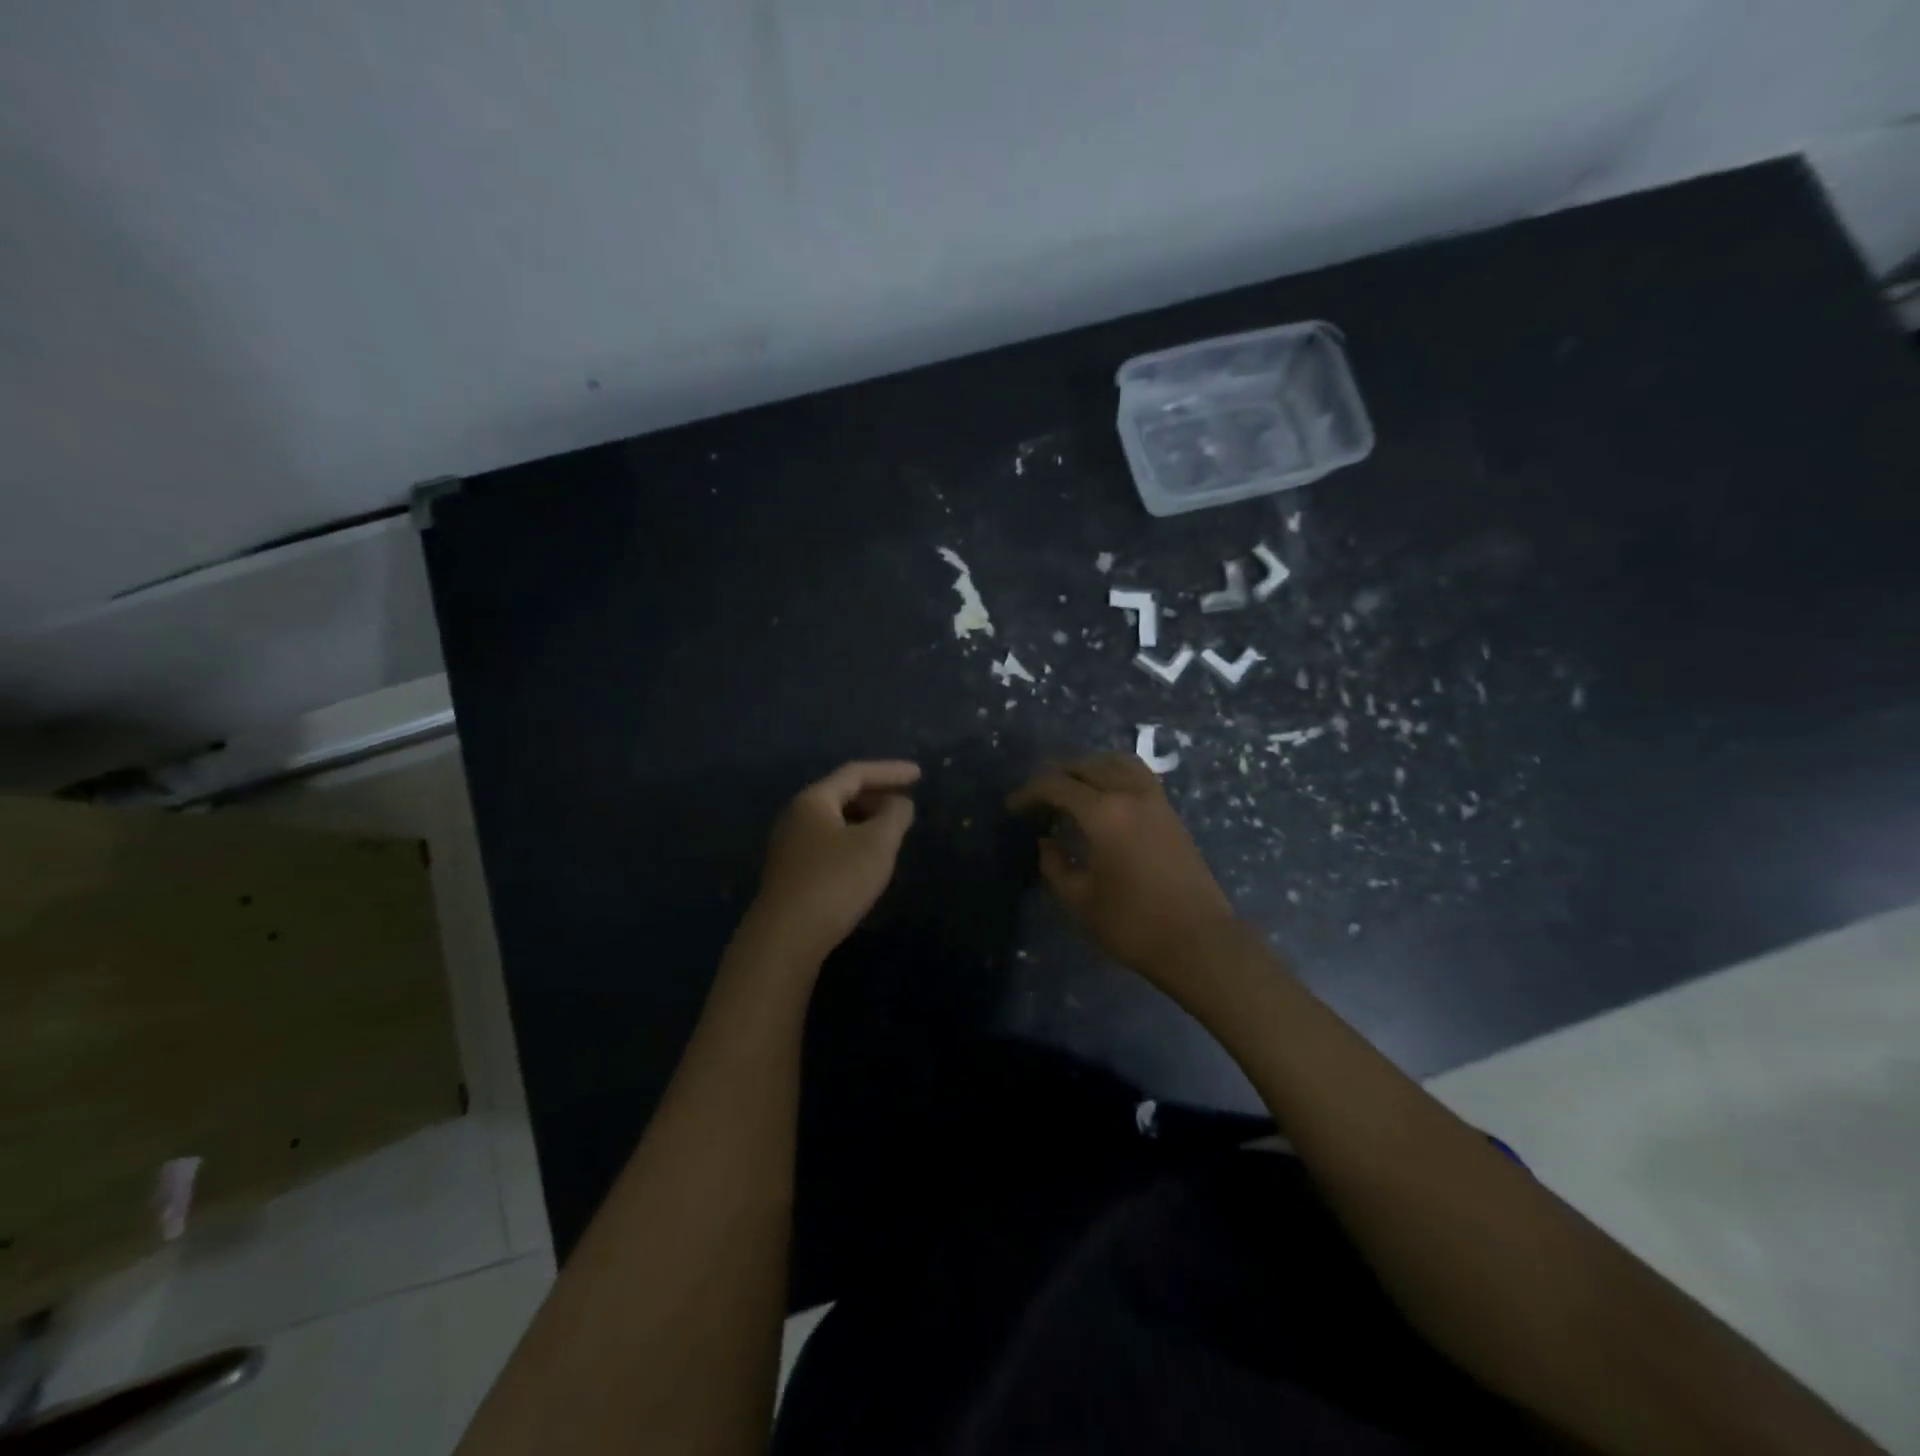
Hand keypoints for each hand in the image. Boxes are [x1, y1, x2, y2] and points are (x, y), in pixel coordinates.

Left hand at [745, 760, 920, 964]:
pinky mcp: (790, 872)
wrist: (786, 936)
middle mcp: (795, 815)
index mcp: (814, 800)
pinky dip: (852, 841)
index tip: (919, 775)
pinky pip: (827, 843)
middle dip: (877, 795)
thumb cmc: (835, 881)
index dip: (890, 771)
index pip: (856, 773)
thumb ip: (894, 815)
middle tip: (905, 805)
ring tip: (891, 832)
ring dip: (865, 820)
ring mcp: (789, 845)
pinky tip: (866, 861)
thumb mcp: (876, 844)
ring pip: (834, 821)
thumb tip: (899, 803)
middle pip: (841, 794)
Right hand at [1008, 753, 1235, 987]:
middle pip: (1086, 765)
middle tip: (1037, 800)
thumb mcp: (1079, 900)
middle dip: (1056, 777)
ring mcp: (1155, 800)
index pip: (1056, 785)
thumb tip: (1048, 842)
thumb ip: (1055, 866)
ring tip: (1071, 791)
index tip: (1012, 809)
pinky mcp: (1171, 812)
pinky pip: (1136, 776)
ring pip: (1116, 762)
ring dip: (1088, 769)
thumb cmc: (1132, 924)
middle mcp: (1130, 794)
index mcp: (1103, 812)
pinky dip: (1113, 775)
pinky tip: (1104, 800)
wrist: (1199, 941)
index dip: (1029, 793)